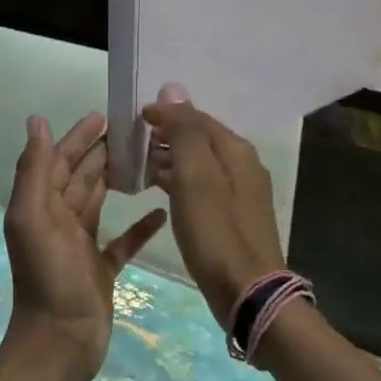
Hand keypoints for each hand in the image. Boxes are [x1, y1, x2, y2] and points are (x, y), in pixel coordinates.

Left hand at [4, 112, 166, 380]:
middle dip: (102, 153)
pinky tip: (162, 213)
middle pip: (82, 177)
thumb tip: (37, 121)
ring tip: (148, 160)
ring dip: (119, 181)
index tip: (104, 116)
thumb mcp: (34, 219)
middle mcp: (58, 221)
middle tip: (135, 132)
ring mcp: (80, 246)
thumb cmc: (48, 278)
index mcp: (41, 206)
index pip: (59, 161)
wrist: (59, 343)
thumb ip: (34, 171)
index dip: (78, 137)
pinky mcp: (101, 270)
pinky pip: (123, 241)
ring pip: (100, 203)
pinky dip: (140, 227)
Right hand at [143, 85, 286, 328]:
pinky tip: (160, 192)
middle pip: (200, 139)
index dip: (166, 114)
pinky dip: (180, 182)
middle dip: (168, 135)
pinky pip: (202, 187)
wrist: (248, 291)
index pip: (197, 118)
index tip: (135, 118)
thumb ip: (185, 131)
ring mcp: (240, 193)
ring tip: (139, 165)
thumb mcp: (195, 177)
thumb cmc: (216, 232)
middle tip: (133, 142)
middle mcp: (243, 166)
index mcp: (236, 151)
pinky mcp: (232, 218)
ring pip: (200, 164)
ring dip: (171, 159)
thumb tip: (173, 89)